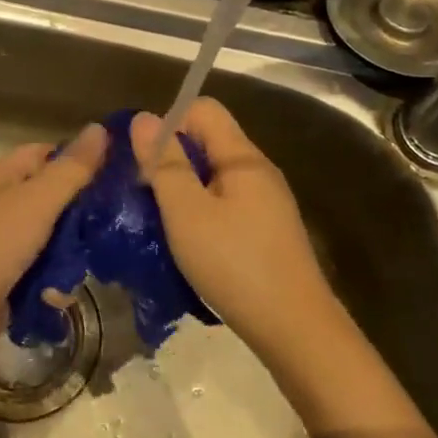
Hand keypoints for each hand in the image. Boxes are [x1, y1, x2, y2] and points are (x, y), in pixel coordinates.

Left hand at [0, 124, 108, 351]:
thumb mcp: (36, 202)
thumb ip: (71, 169)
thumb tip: (100, 128)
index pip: (44, 154)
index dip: (78, 160)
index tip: (115, 175)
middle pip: (49, 199)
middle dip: (78, 216)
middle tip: (111, 226)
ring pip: (48, 240)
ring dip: (67, 255)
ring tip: (87, 266)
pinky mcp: (2, 280)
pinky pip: (37, 273)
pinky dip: (49, 283)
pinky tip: (58, 295)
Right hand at [131, 100, 344, 358]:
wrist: (293, 327)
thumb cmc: (234, 264)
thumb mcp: (187, 212)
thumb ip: (164, 163)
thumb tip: (144, 118)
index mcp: (243, 158)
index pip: (203, 109)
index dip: (169, 122)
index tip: (144, 160)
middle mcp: (259, 171)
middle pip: (209, 142)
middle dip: (171, 160)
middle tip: (145, 197)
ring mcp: (267, 203)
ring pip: (215, 178)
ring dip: (184, 192)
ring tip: (160, 224)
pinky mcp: (267, 231)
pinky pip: (226, 206)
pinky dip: (202, 215)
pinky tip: (189, 245)